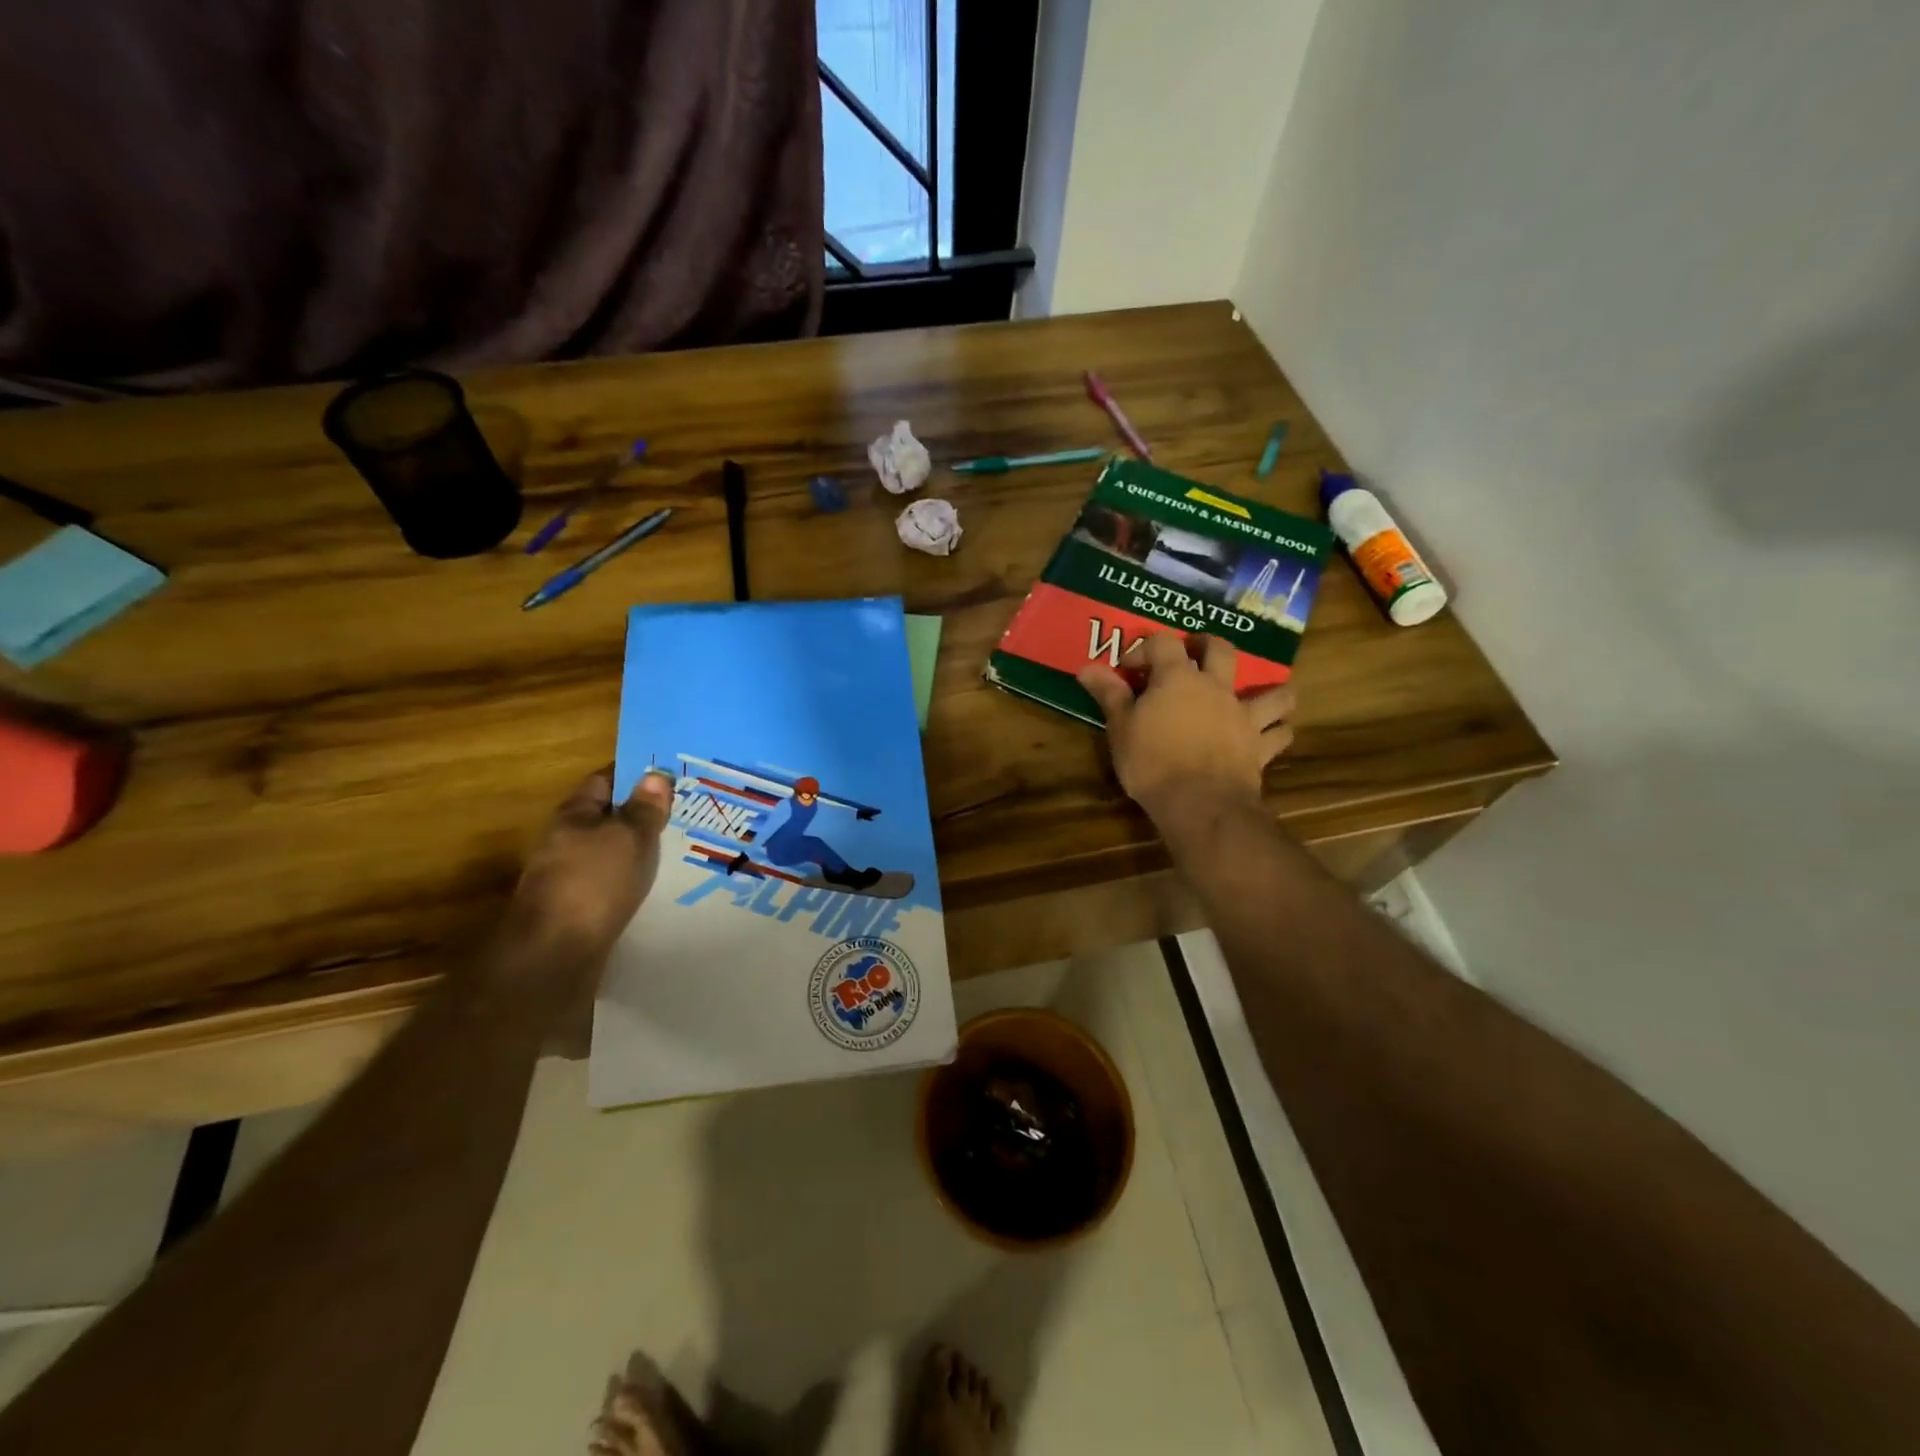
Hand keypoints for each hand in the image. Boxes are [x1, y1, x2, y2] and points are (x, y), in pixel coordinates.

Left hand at [510, 768, 674, 961]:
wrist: (555, 953)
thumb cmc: (593, 882)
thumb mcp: (628, 837)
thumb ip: (644, 808)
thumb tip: (655, 774)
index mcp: (573, 815)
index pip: (603, 781)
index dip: (634, 775)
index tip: (668, 775)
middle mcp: (564, 841)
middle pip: (606, 818)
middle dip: (639, 814)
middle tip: (682, 811)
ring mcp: (567, 876)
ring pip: (609, 851)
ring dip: (636, 849)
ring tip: (677, 847)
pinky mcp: (576, 907)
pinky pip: (610, 881)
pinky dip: (631, 878)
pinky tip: (656, 884)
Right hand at [1077, 633, 1294, 827]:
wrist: (1199, 803)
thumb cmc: (1151, 762)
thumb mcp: (1120, 727)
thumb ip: (1108, 694)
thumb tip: (1087, 667)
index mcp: (1177, 677)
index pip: (1162, 643)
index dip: (1144, 649)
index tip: (1129, 668)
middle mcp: (1215, 688)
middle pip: (1221, 650)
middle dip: (1207, 646)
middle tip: (1193, 654)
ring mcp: (1243, 716)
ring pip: (1272, 693)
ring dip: (1270, 691)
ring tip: (1261, 694)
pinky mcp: (1259, 747)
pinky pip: (1279, 733)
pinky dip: (1277, 731)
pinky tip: (1271, 733)